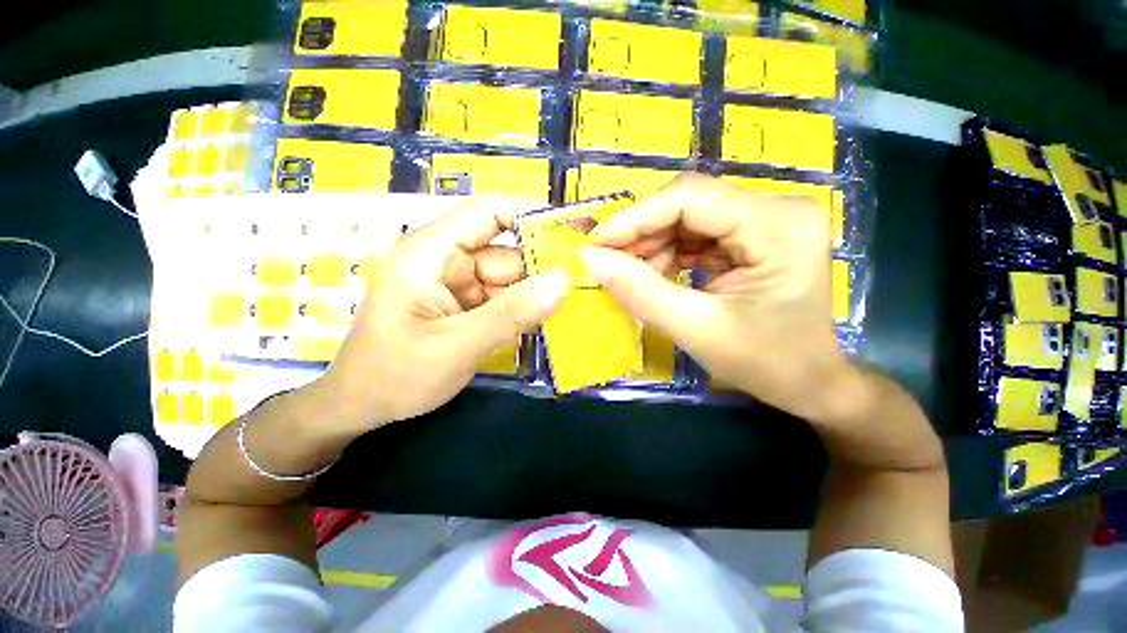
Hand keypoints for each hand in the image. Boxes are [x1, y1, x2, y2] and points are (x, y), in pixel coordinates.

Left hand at [313, 198, 567, 429]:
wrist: (362, 408)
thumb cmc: (394, 374)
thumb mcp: (455, 345)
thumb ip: (510, 314)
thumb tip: (561, 282)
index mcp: (431, 252)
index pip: (487, 212)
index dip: (528, 216)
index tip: (568, 238)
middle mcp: (447, 261)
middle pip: (506, 251)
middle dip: (540, 268)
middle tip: (581, 286)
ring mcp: (459, 286)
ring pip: (510, 279)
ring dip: (535, 295)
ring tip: (568, 309)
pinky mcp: (467, 307)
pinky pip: (504, 300)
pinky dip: (523, 311)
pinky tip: (544, 323)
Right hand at [584, 173, 854, 421]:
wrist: (808, 382)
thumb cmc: (764, 362)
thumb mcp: (696, 329)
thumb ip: (641, 292)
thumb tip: (591, 259)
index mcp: (778, 227)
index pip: (692, 198)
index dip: (636, 218)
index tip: (596, 244)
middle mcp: (778, 210)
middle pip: (690, 204)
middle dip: (643, 235)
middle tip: (609, 264)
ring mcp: (767, 221)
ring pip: (689, 218)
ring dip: (654, 246)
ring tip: (633, 277)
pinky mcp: (754, 236)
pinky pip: (698, 234)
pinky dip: (669, 254)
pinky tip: (657, 277)